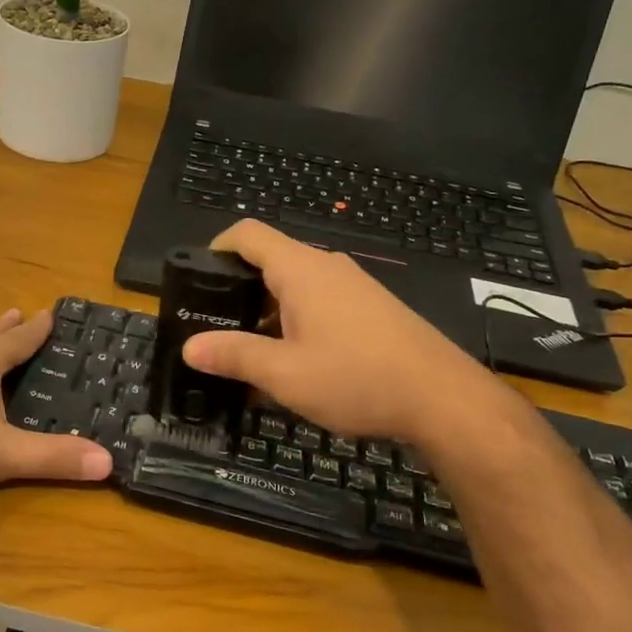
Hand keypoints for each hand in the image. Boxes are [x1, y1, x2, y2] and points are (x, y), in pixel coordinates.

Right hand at [183, 220, 513, 443]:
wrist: (442, 398)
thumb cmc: (356, 378)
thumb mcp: (284, 373)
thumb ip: (234, 356)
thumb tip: (189, 347)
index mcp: (300, 270)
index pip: (248, 234)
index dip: (216, 246)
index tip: (195, 277)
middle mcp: (327, 268)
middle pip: (271, 262)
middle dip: (238, 290)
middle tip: (214, 326)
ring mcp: (354, 287)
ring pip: (296, 287)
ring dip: (267, 313)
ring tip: (249, 354)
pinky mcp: (372, 309)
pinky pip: (321, 304)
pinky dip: (296, 323)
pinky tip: (294, 365)